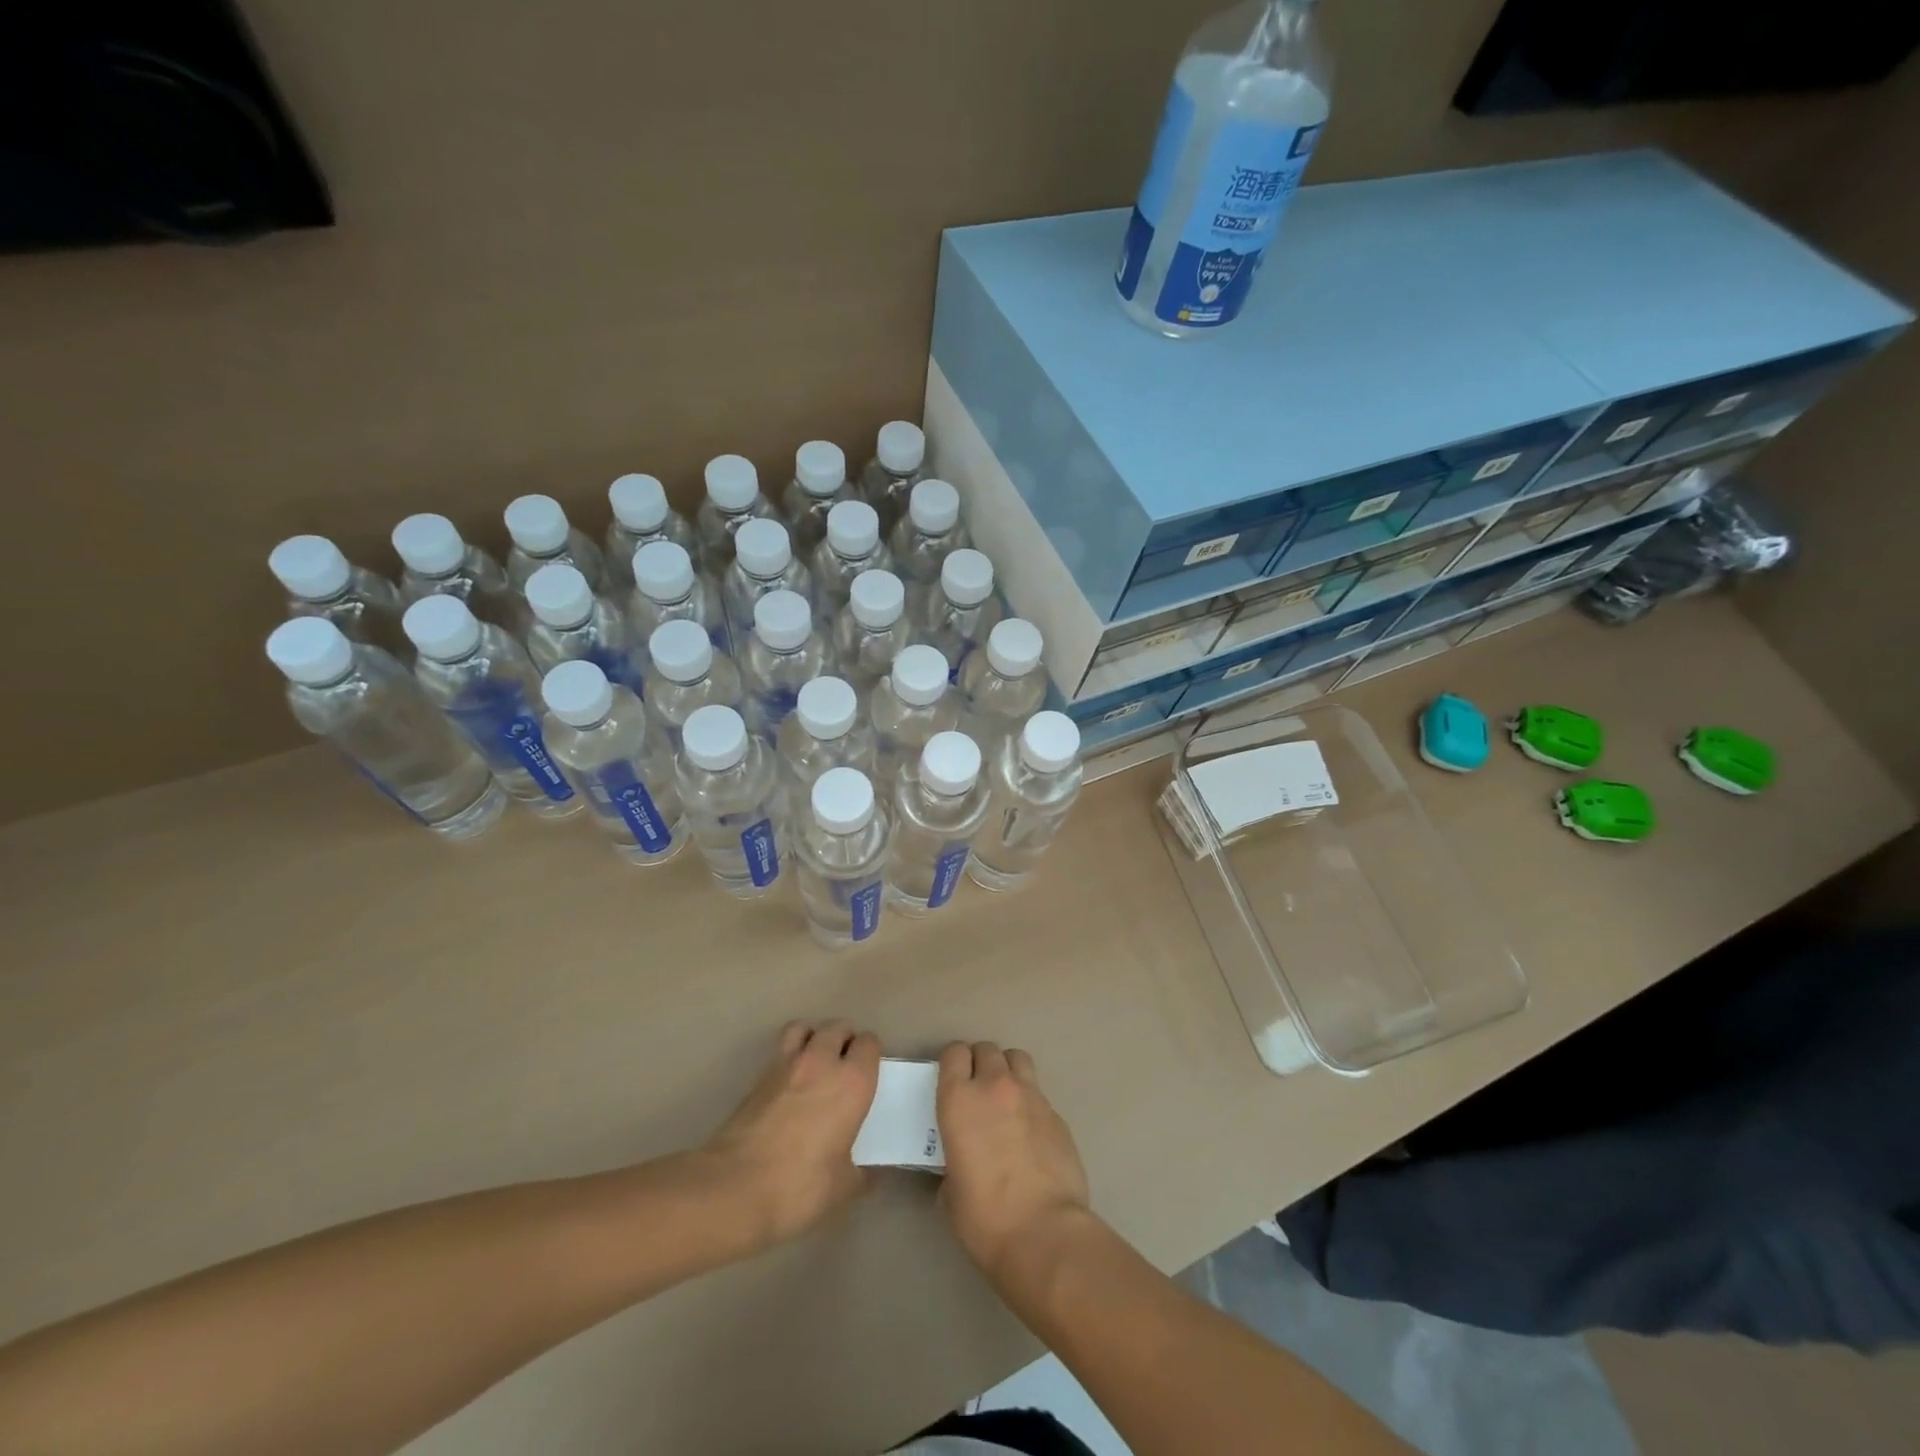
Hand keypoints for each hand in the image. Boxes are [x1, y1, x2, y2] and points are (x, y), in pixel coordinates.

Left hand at [704, 1020, 881, 1249]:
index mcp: (852, 1082)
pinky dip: (787, 1056)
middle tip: (844, 1066)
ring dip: (812, 1037)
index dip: (870, 1054)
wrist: (734, 1188)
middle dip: (844, 1039)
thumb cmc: (800, 1186)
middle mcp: (822, 1062)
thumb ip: (861, 1174)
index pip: (869, 1043)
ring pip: (804, 1028)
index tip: (869, 1073)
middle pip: (837, 1027)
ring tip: (814, 1062)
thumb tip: (871, 1173)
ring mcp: (786, 1065)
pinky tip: (788, 1084)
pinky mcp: (757, 1077)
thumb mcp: (842, 1188)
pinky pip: (779, 1051)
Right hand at [936, 1042, 1090, 1279]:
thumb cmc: (985, 1217)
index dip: (953, 1063)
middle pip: (987, 1049)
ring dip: (1008, 1070)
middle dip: (980, 1063)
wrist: (1044, 1233)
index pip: (954, 1053)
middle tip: (978, 1090)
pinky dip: (1031, 1103)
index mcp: (959, 1100)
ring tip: (1006, 1098)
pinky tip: (1030, 1133)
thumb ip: (952, 1165)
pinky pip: (1039, 1094)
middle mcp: (995, 1086)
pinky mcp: (1058, 1114)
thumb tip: (958, 1171)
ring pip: (1017, 1058)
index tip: (952, 1081)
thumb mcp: (950, 1193)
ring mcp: (1031, 1096)